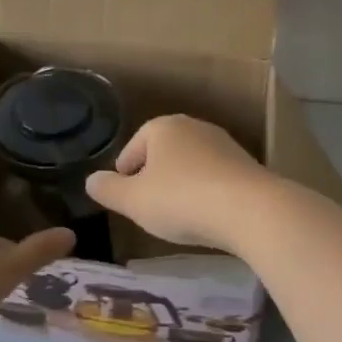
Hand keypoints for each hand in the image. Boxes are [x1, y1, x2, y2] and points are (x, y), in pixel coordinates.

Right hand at [84, 114, 279, 252]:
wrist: (250, 209)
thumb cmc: (181, 200)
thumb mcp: (134, 201)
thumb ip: (109, 190)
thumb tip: (90, 180)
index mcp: (163, 127)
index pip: (134, 147)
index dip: (124, 173)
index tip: (125, 197)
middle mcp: (194, 126)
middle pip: (163, 152)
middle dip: (153, 177)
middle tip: (148, 207)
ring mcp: (223, 143)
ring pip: (190, 164)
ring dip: (181, 184)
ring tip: (177, 214)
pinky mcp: (245, 164)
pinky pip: (214, 177)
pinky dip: (205, 192)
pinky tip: (206, 215)